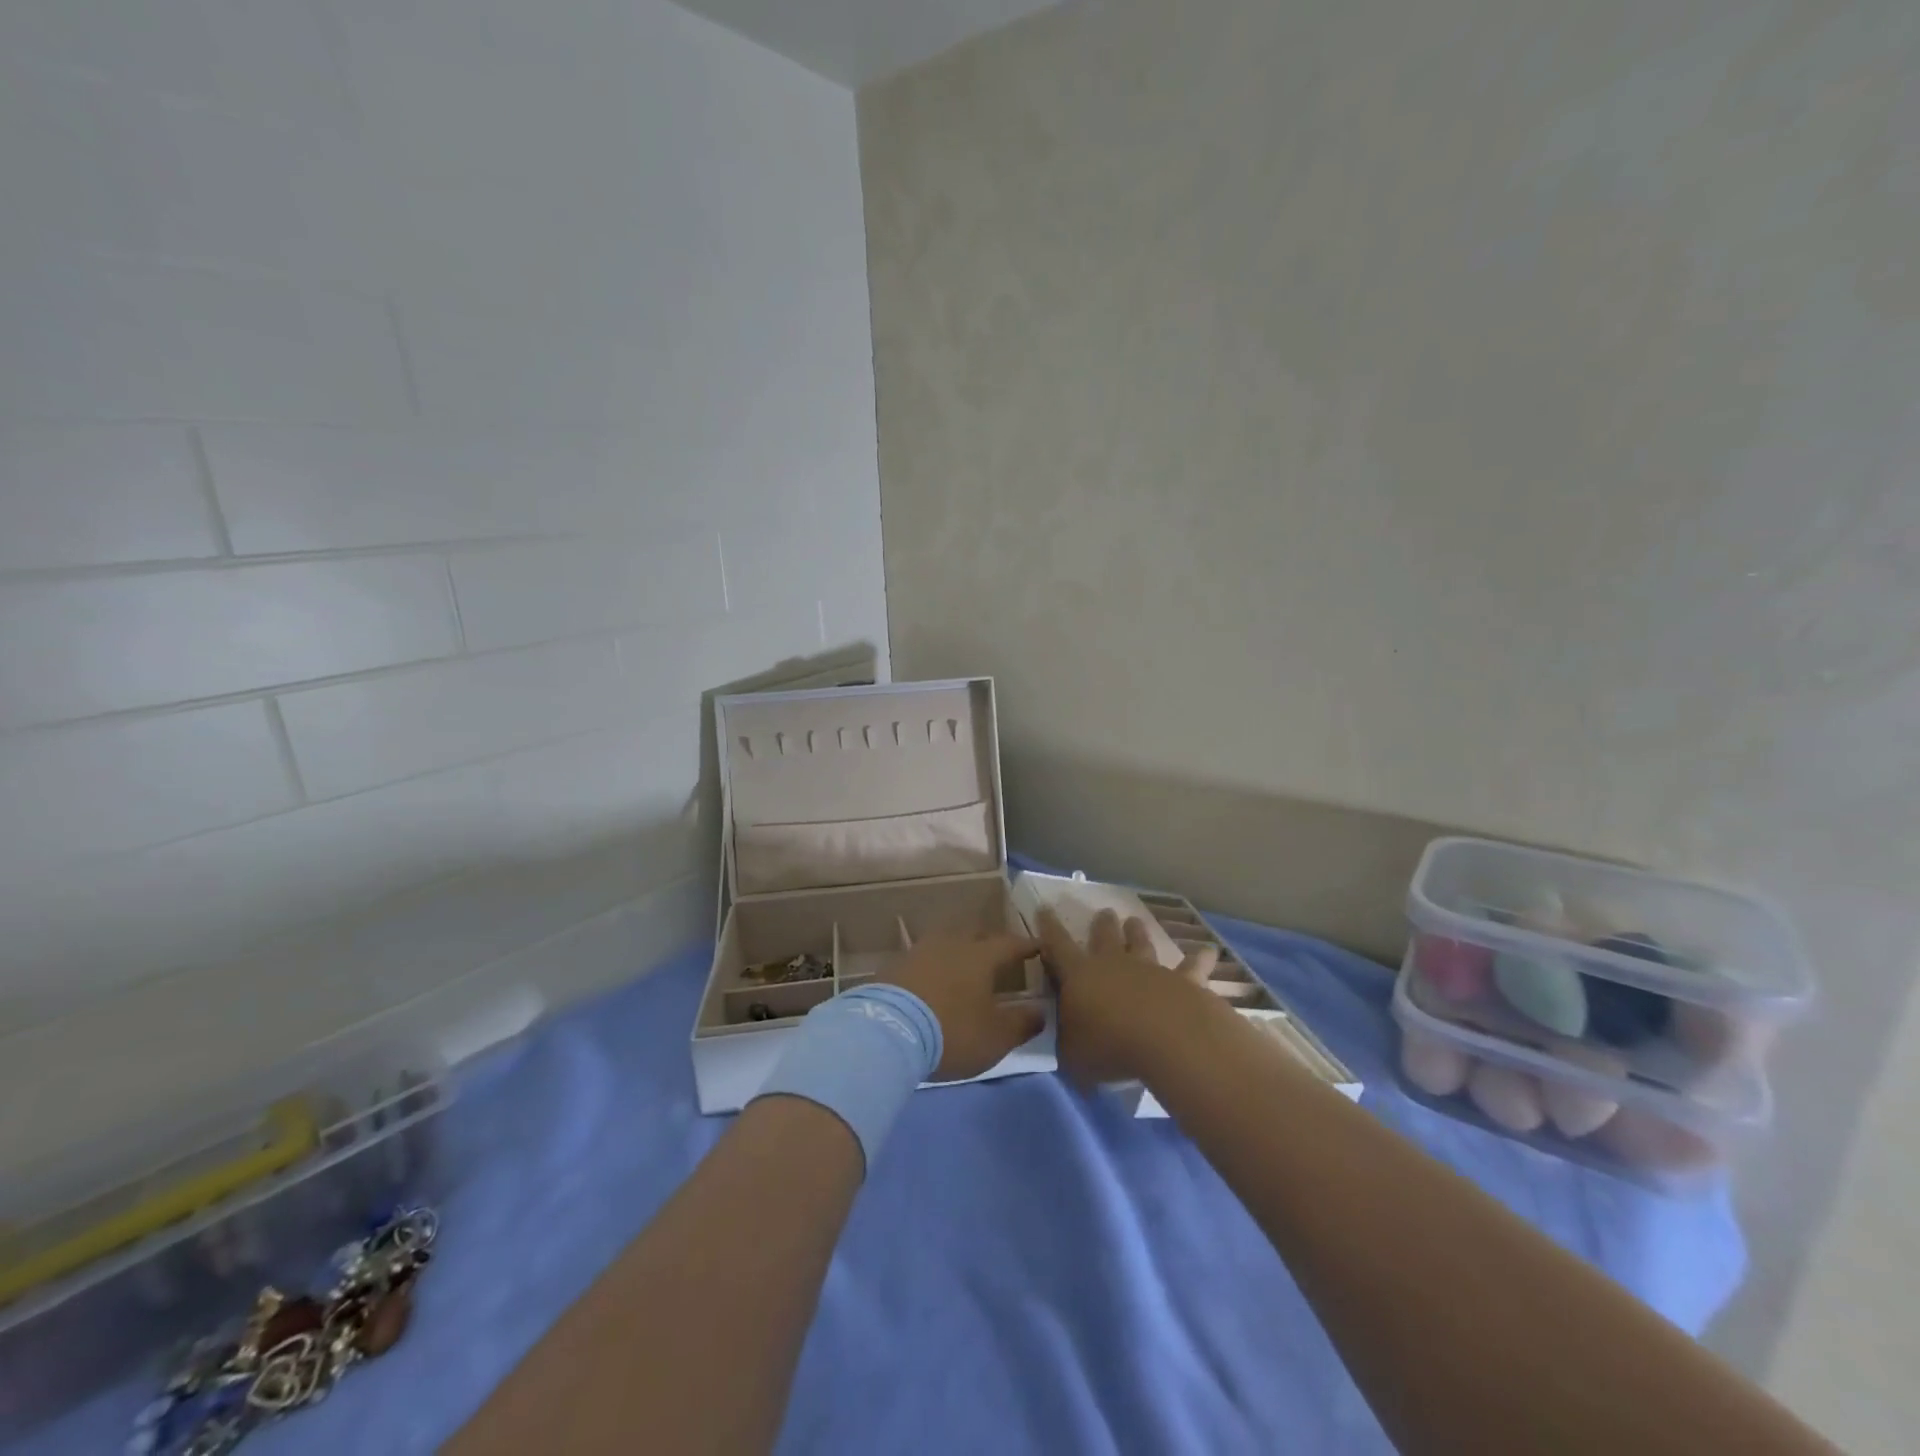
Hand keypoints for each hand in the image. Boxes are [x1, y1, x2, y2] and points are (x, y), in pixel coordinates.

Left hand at [880, 932, 1047, 1079]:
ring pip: (948, 941)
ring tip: (966, 964)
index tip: (1038, 947)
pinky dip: (936, 964)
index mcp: (981, 956)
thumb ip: (1022, 1023)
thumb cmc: (951, 1031)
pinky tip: (935, 978)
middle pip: (977, 934)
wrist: (888, 1031)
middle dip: (991, 941)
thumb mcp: (995, 1037)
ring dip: (960, 949)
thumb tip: (1041, 1011)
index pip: (1010, 944)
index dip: (1026, 946)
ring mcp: (921, 950)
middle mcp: (952, 943)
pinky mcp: (897, 964)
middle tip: (1000, 954)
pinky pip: (925, 957)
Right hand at [1036, 908, 1222, 1086]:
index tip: (1045, 908)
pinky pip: (1192, 967)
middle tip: (1104, 913)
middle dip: (1102, 925)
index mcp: (1080, 975)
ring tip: (1135, 921)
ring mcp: (1151, 969)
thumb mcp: (1072, 1053)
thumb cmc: (1110, 1046)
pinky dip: (1200, 958)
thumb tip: (1065, 1035)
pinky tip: (1209, 950)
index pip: (1058, 946)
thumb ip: (1067, 1041)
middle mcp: (1114, 964)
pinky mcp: (1184, 981)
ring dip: (1138, 933)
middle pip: (1105, 937)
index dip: (1049, 927)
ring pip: (1142, 944)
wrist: (1168, 1038)